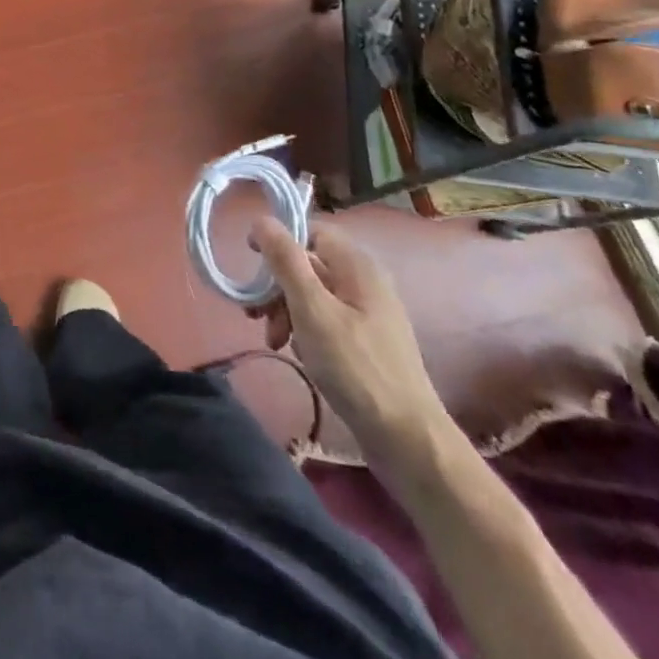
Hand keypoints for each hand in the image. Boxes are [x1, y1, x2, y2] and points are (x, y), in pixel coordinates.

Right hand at [249, 218, 452, 465]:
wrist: (407, 439)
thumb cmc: (355, 367)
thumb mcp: (311, 309)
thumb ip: (285, 261)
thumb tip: (261, 219)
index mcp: (357, 265)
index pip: (310, 231)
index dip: (278, 241)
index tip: (252, 264)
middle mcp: (365, 281)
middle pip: (308, 265)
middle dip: (277, 286)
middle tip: (257, 315)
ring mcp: (368, 313)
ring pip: (313, 295)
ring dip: (287, 311)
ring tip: (275, 341)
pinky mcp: (366, 342)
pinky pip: (326, 320)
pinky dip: (305, 331)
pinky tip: (299, 354)